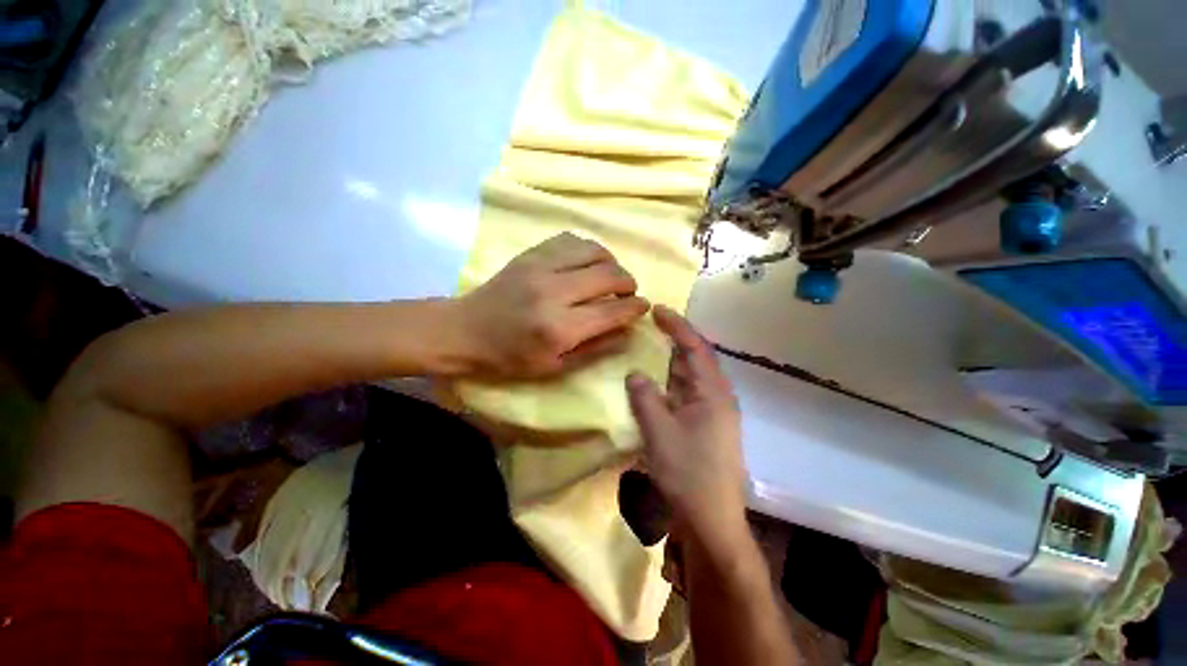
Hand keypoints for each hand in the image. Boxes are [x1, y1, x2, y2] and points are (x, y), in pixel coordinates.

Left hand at [458, 233, 650, 378]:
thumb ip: (596, 349)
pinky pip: (571, 239)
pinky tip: (586, 263)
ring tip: (609, 277)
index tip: (643, 307)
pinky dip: (588, 250)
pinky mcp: (531, 253)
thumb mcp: (555, 367)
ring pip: (594, 250)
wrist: (466, 330)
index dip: (634, 307)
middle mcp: (553, 292)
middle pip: (608, 275)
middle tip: (628, 293)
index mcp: (559, 328)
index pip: (612, 310)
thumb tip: (628, 331)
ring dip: (611, 263)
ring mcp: (540, 267)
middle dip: (628, 283)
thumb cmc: (510, 358)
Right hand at [626, 306, 747, 550]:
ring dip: (672, 362)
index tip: (657, 309)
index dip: (677, 326)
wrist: (711, 520)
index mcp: (713, 393)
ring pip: (691, 377)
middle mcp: (717, 397)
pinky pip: (686, 394)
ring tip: (651, 348)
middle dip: (675, 340)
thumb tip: (635, 373)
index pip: (695, 348)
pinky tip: (656, 384)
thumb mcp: (659, 432)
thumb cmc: (687, 473)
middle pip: (696, 359)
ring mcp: (713, 413)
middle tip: (652, 325)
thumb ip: (645, 398)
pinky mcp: (705, 427)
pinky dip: (671, 383)